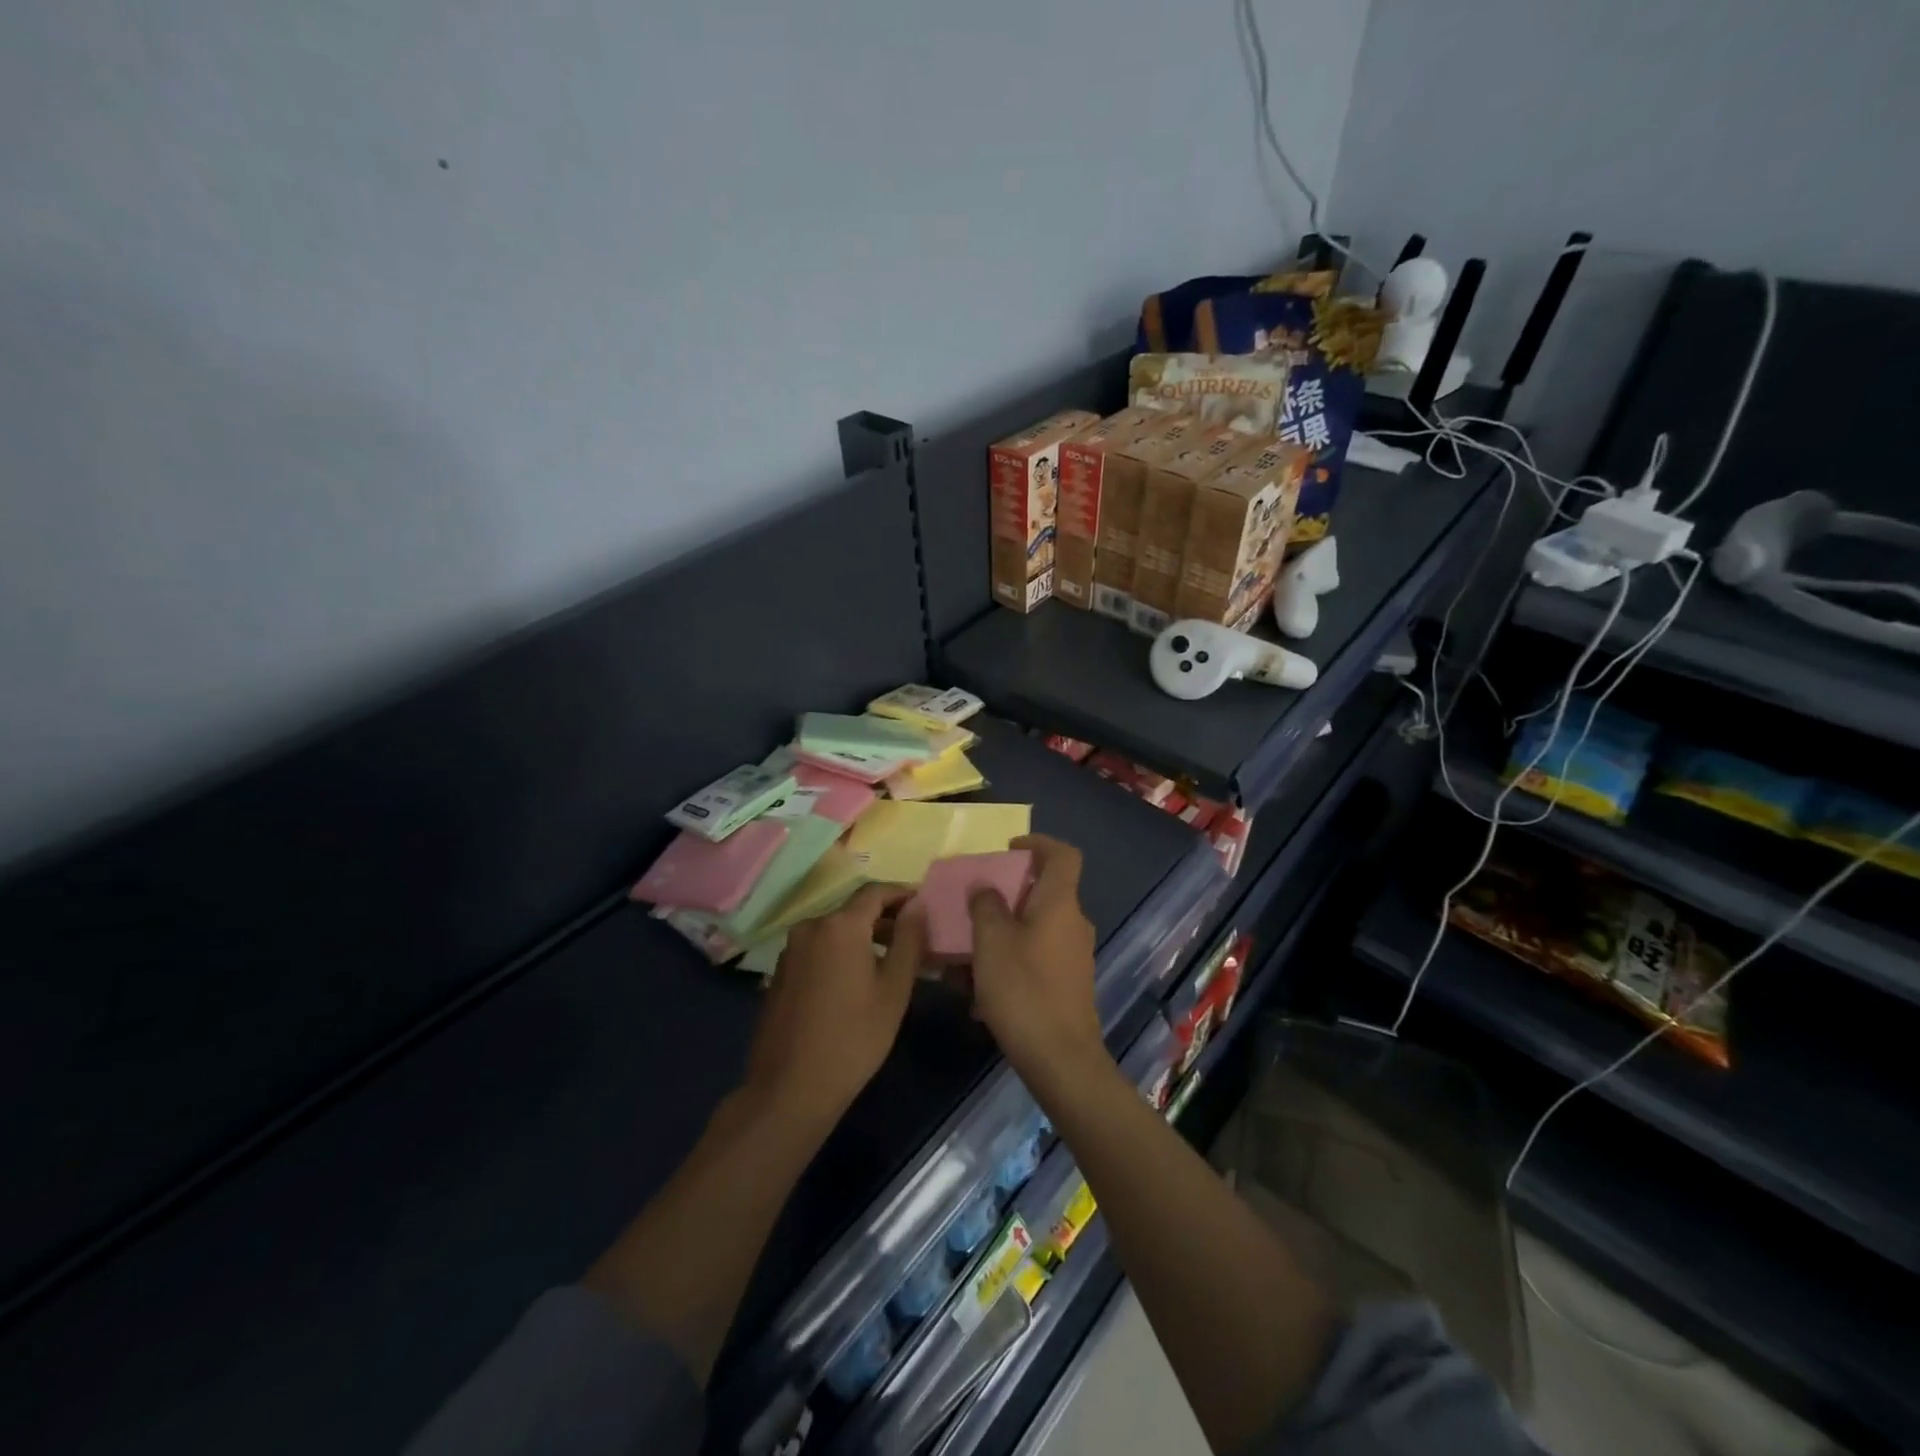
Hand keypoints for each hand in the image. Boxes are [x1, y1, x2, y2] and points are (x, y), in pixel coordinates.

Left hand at [742, 884, 926, 1130]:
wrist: (789, 1089)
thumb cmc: (853, 1038)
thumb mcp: (894, 989)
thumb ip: (909, 940)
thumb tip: (917, 905)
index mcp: (840, 925)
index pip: (876, 891)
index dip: (902, 894)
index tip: (925, 907)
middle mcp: (811, 926)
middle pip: (854, 909)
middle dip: (886, 919)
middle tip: (914, 940)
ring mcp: (791, 949)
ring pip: (835, 930)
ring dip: (864, 937)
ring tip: (890, 963)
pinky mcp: (780, 972)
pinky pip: (818, 949)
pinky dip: (841, 953)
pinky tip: (856, 982)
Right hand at [969, 835, 1106, 1093]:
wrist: (1060, 1059)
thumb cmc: (1023, 989)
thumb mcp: (991, 942)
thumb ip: (985, 906)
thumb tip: (985, 887)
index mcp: (1059, 903)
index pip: (1062, 854)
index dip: (1038, 843)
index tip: (1009, 849)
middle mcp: (1073, 923)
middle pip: (1044, 892)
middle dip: (1007, 894)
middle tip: (975, 903)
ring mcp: (1073, 956)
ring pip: (1034, 929)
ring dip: (1002, 933)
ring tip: (964, 953)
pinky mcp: (1068, 985)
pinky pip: (1035, 958)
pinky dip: (1008, 961)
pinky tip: (976, 989)